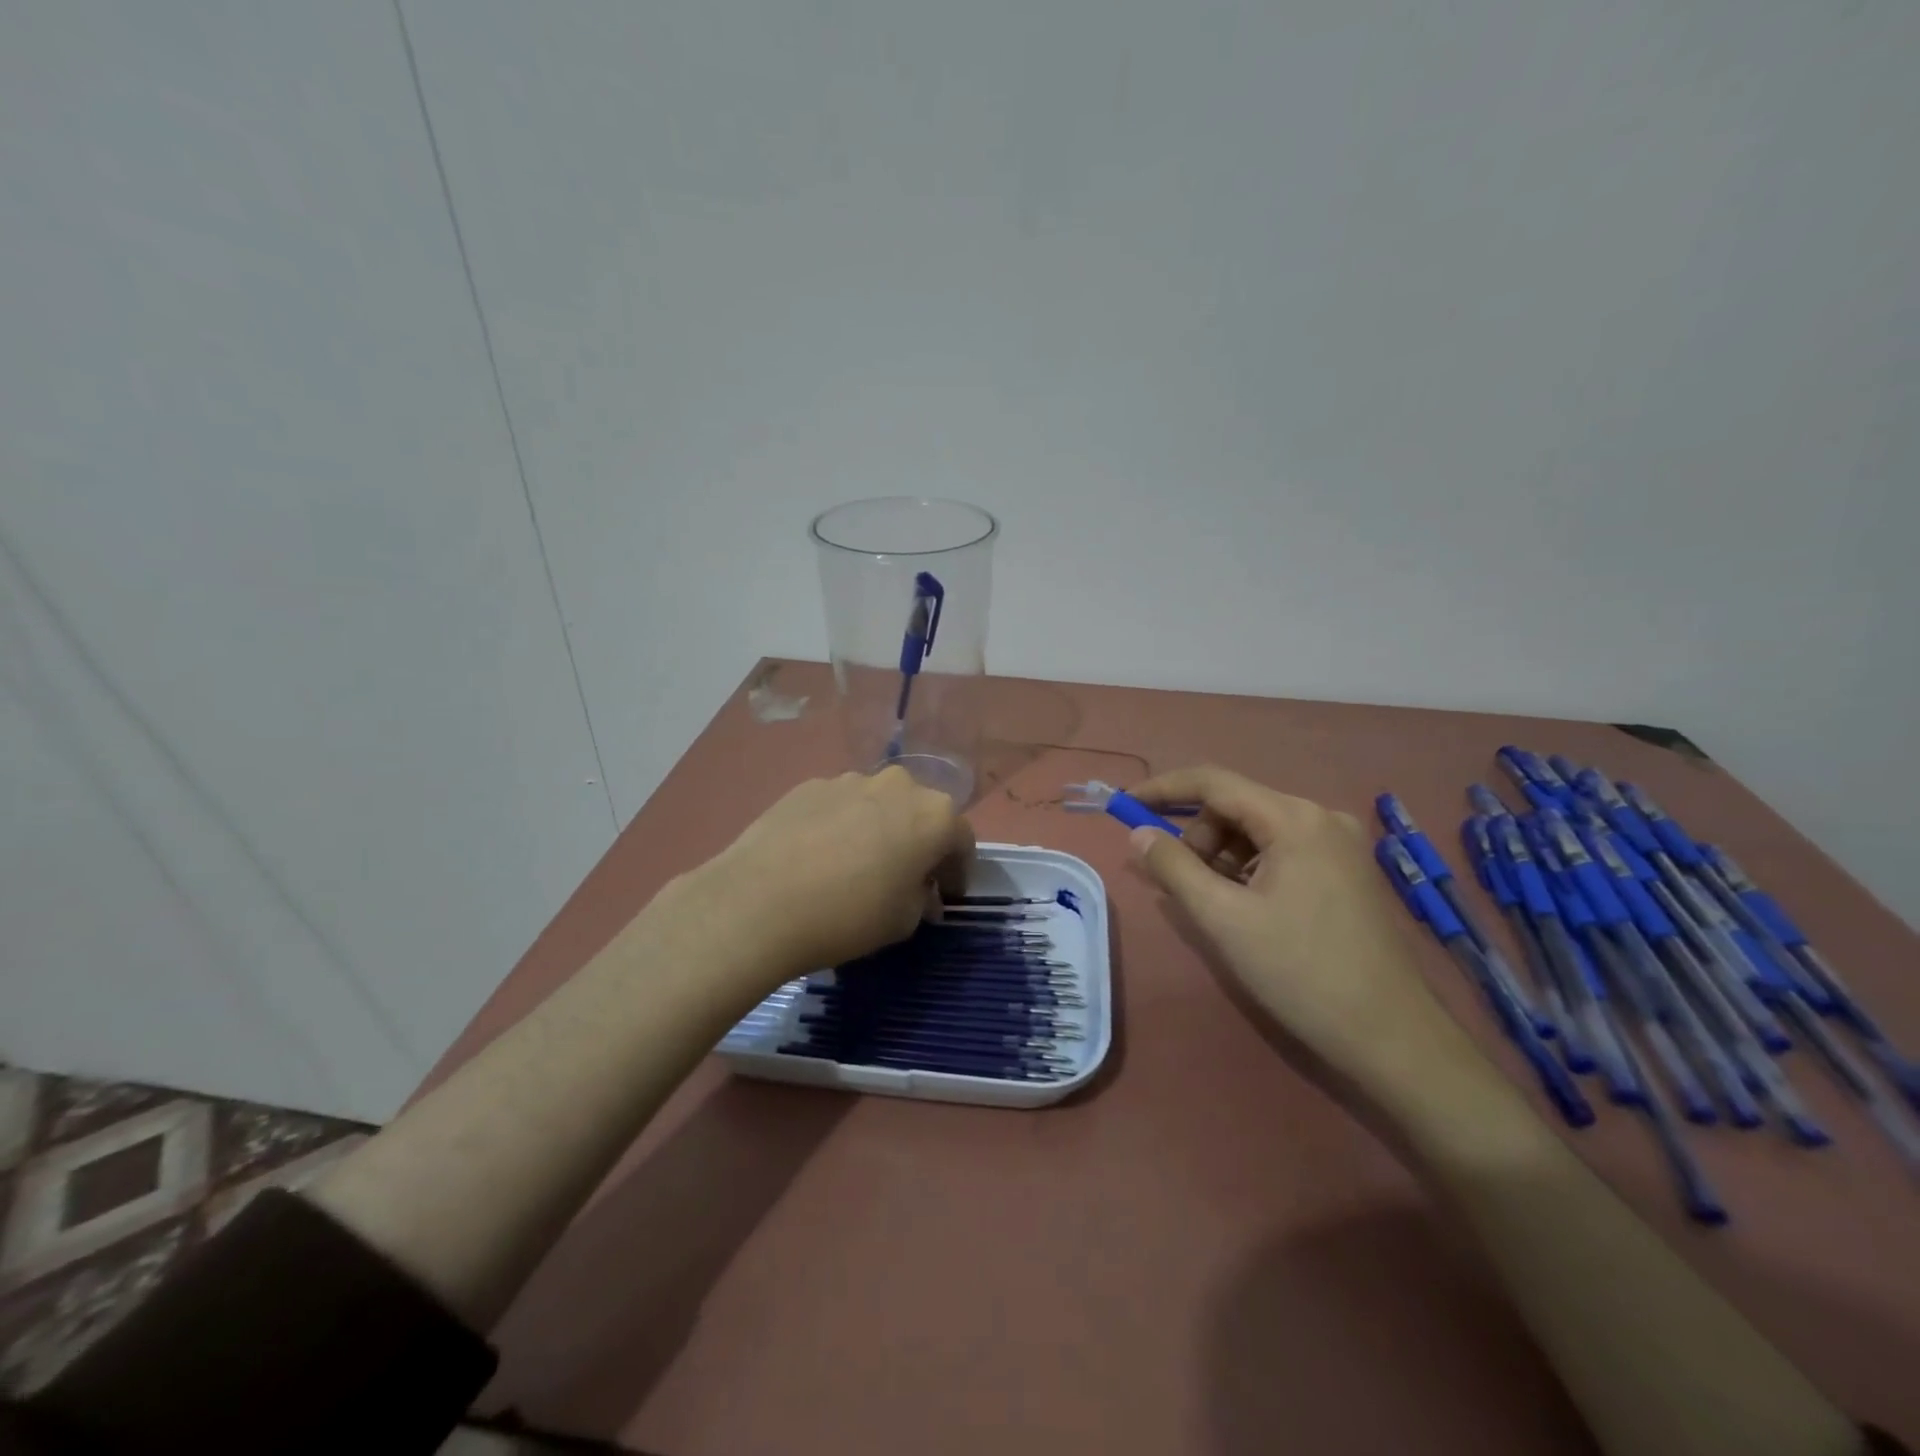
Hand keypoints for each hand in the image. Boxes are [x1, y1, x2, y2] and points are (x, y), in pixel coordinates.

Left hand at [695, 767, 974, 973]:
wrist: (759, 902)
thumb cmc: (849, 915)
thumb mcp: (903, 921)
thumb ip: (923, 900)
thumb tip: (920, 892)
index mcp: (934, 815)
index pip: (962, 840)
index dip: (957, 871)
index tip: (946, 896)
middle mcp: (898, 785)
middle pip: (920, 813)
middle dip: (920, 843)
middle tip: (905, 878)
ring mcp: (849, 780)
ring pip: (878, 805)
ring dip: (879, 830)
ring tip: (857, 866)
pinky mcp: (808, 785)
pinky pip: (840, 805)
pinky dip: (841, 825)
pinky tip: (820, 857)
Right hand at [1128, 765, 1479, 1091]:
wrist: (1391, 1036)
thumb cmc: (1301, 971)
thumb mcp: (1223, 918)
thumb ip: (1173, 868)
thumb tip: (1138, 834)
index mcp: (1295, 819)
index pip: (1214, 782)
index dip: (1163, 790)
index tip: (1124, 807)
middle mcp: (1321, 817)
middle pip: (1236, 806)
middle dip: (1197, 836)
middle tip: (1181, 883)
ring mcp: (1339, 845)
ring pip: (1257, 830)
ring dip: (1221, 856)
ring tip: (1214, 902)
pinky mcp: (1346, 871)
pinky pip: (1281, 851)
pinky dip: (1249, 869)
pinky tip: (1245, 907)